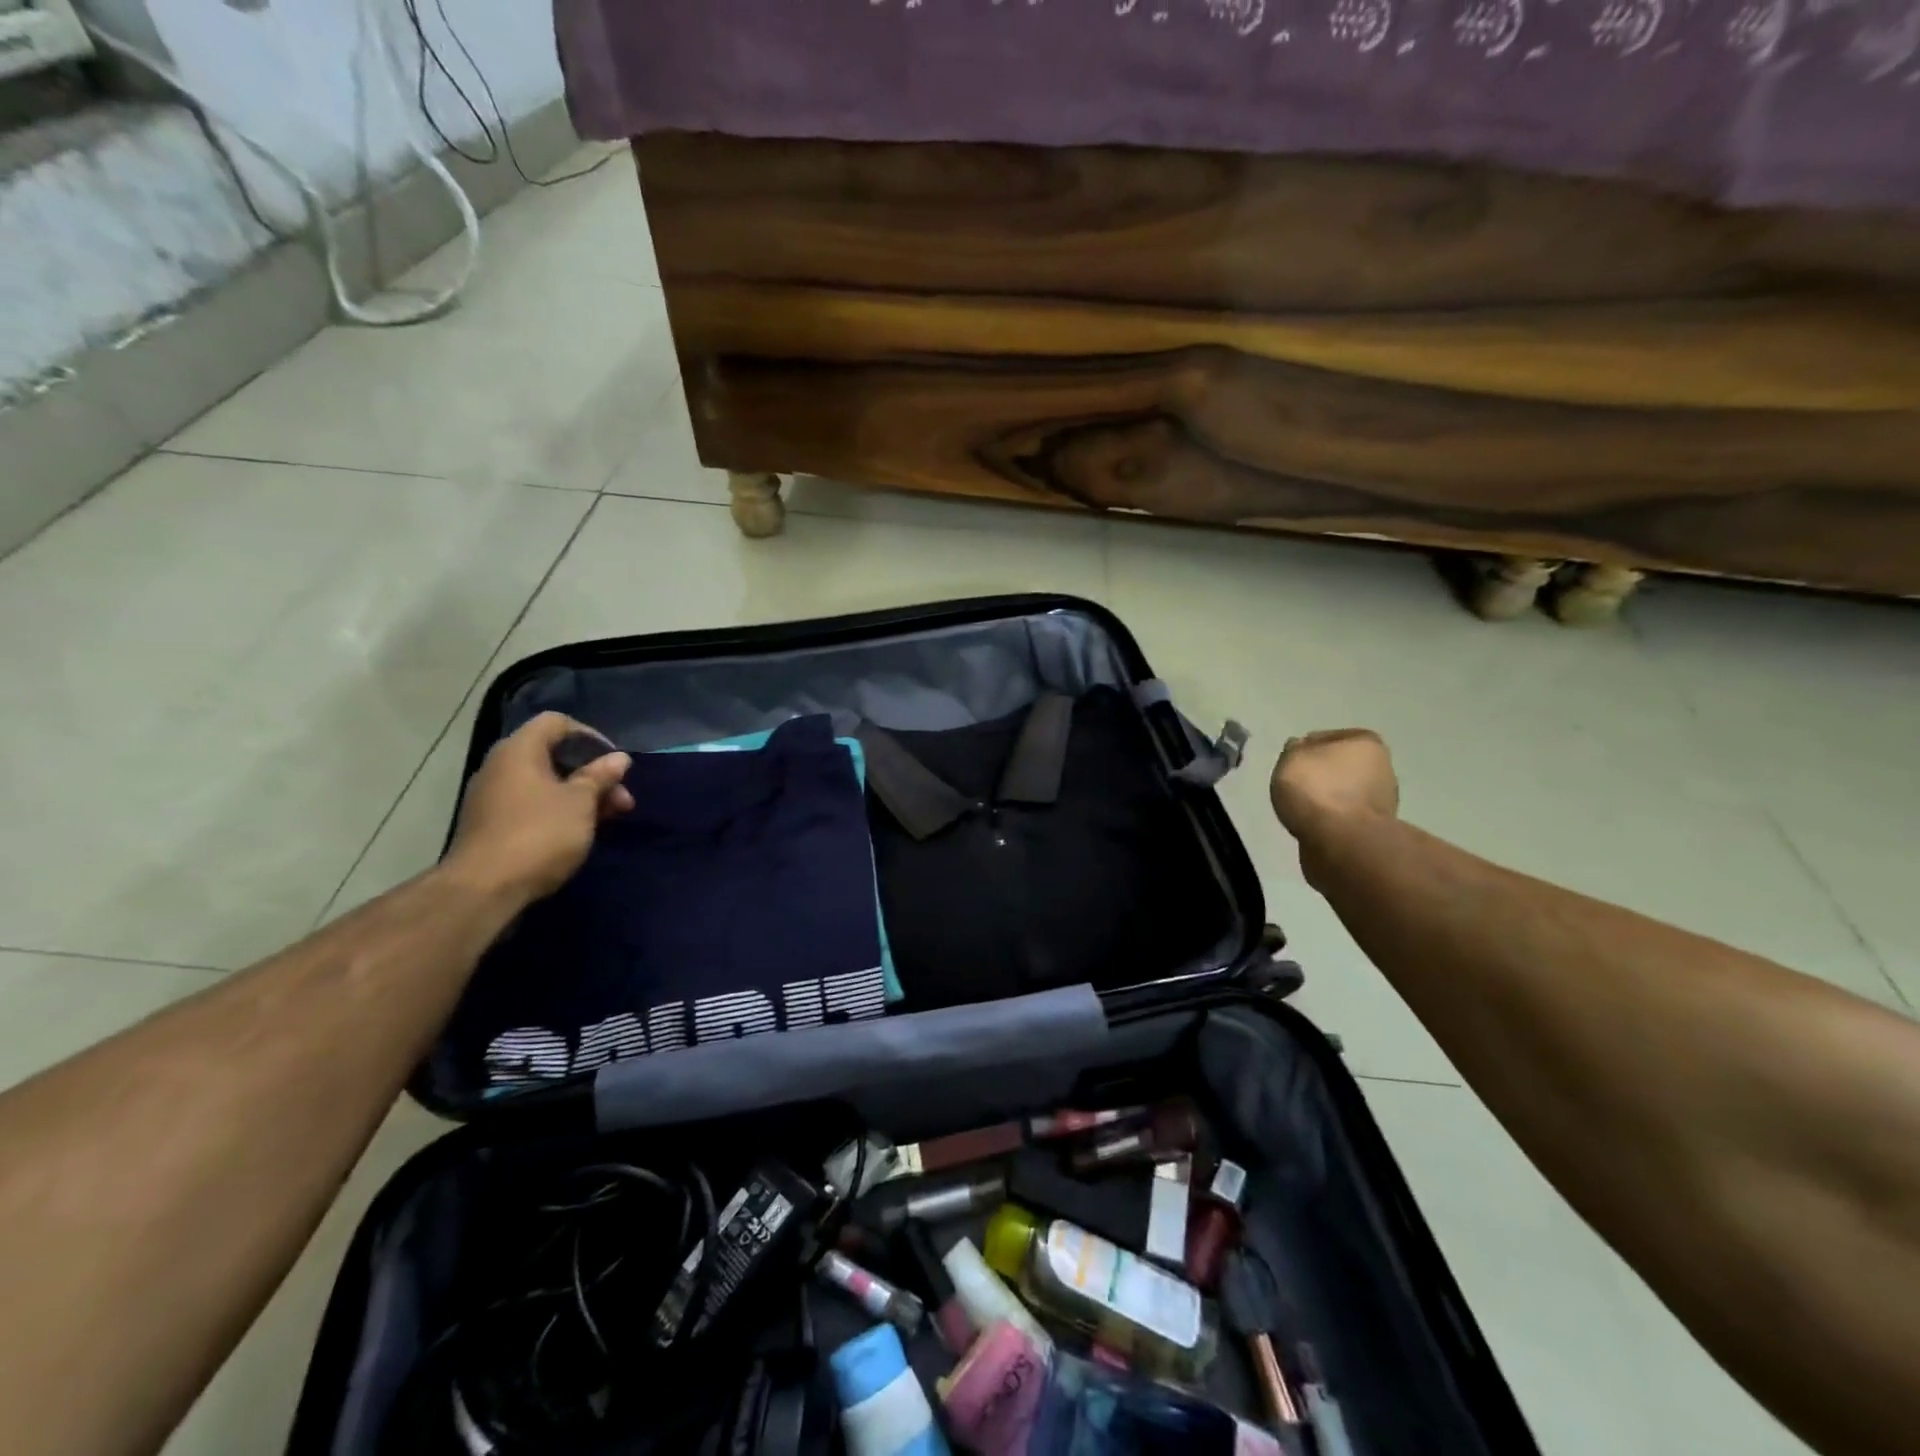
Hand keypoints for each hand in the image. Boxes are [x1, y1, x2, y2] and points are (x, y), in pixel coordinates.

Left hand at [443, 712, 634, 902]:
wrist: (484, 889)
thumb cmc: (539, 833)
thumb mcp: (581, 802)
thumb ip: (600, 777)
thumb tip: (619, 758)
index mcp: (519, 751)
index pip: (556, 723)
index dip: (590, 736)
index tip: (614, 761)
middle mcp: (501, 766)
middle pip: (553, 754)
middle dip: (592, 773)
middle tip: (621, 799)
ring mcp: (492, 796)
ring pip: (545, 782)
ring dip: (580, 795)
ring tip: (608, 818)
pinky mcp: (491, 824)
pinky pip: (532, 804)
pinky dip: (559, 810)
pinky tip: (579, 831)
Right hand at [1270, 729, 1399, 842]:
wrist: (1342, 842)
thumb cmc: (1317, 790)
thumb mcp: (1291, 758)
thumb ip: (1294, 750)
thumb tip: (1300, 748)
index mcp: (1366, 742)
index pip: (1327, 737)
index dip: (1305, 748)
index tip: (1290, 763)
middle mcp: (1382, 766)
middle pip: (1341, 766)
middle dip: (1321, 774)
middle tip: (1295, 785)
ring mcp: (1382, 800)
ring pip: (1344, 792)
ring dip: (1327, 799)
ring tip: (1302, 809)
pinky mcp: (1376, 829)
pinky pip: (1345, 817)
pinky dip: (1331, 819)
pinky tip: (1314, 825)